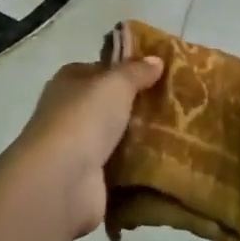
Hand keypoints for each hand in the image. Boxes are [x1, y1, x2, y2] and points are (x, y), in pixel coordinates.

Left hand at [13, 55, 164, 236]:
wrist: (61, 180)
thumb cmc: (84, 119)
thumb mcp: (115, 84)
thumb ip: (136, 71)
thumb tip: (156, 60)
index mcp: (68, 82)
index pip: (99, 70)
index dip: (125, 70)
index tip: (158, 74)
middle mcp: (68, 112)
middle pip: (108, 104)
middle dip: (137, 105)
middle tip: (174, 104)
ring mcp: (77, 146)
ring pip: (115, 135)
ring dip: (140, 135)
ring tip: (178, 131)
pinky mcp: (89, 177)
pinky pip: (120, 164)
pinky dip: (137, 163)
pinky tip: (164, 159)